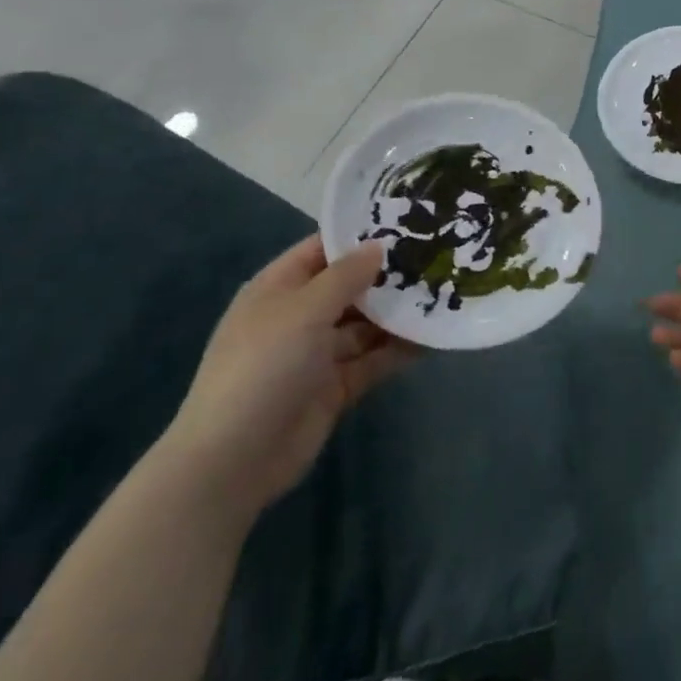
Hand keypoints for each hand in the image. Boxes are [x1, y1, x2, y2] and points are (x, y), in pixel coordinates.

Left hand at [164, 236, 415, 520]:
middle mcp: (299, 316)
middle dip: (389, 276)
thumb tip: (379, 246)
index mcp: (279, 289)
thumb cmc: (263, 367)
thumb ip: (346, 276)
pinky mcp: (335, 386)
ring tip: (446, 293)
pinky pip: (373, 359)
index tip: (407, 221)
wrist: (234, 460)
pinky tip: (434, 336)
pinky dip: (399, 349)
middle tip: (438, 257)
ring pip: (366, 325)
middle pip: (350, 287)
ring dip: (399, 313)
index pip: (323, 250)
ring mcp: (317, 353)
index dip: (360, 236)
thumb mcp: (304, 310)